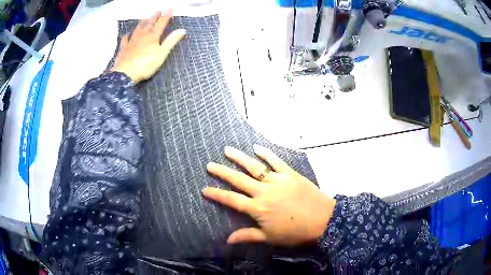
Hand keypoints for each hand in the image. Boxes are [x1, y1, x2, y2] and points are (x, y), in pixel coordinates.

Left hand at [111, 10, 185, 82]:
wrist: (125, 74)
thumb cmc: (145, 65)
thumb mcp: (162, 54)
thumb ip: (171, 41)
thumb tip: (182, 30)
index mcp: (153, 36)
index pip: (161, 23)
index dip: (166, 15)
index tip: (170, 8)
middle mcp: (142, 35)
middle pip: (149, 23)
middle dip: (155, 17)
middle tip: (158, 11)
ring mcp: (132, 41)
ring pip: (138, 28)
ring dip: (142, 22)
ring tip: (145, 18)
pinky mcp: (124, 48)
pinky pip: (125, 39)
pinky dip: (127, 36)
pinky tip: (127, 34)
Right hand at [203, 145, 335, 246]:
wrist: (323, 220)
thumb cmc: (295, 232)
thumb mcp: (270, 238)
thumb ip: (248, 236)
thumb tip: (227, 240)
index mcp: (257, 208)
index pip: (231, 200)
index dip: (217, 194)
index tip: (204, 189)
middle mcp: (264, 191)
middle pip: (238, 180)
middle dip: (222, 172)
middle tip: (209, 164)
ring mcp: (277, 180)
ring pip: (254, 167)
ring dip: (239, 158)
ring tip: (227, 150)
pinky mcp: (290, 174)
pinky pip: (276, 161)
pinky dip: (266, 153)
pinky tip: (256, 147)